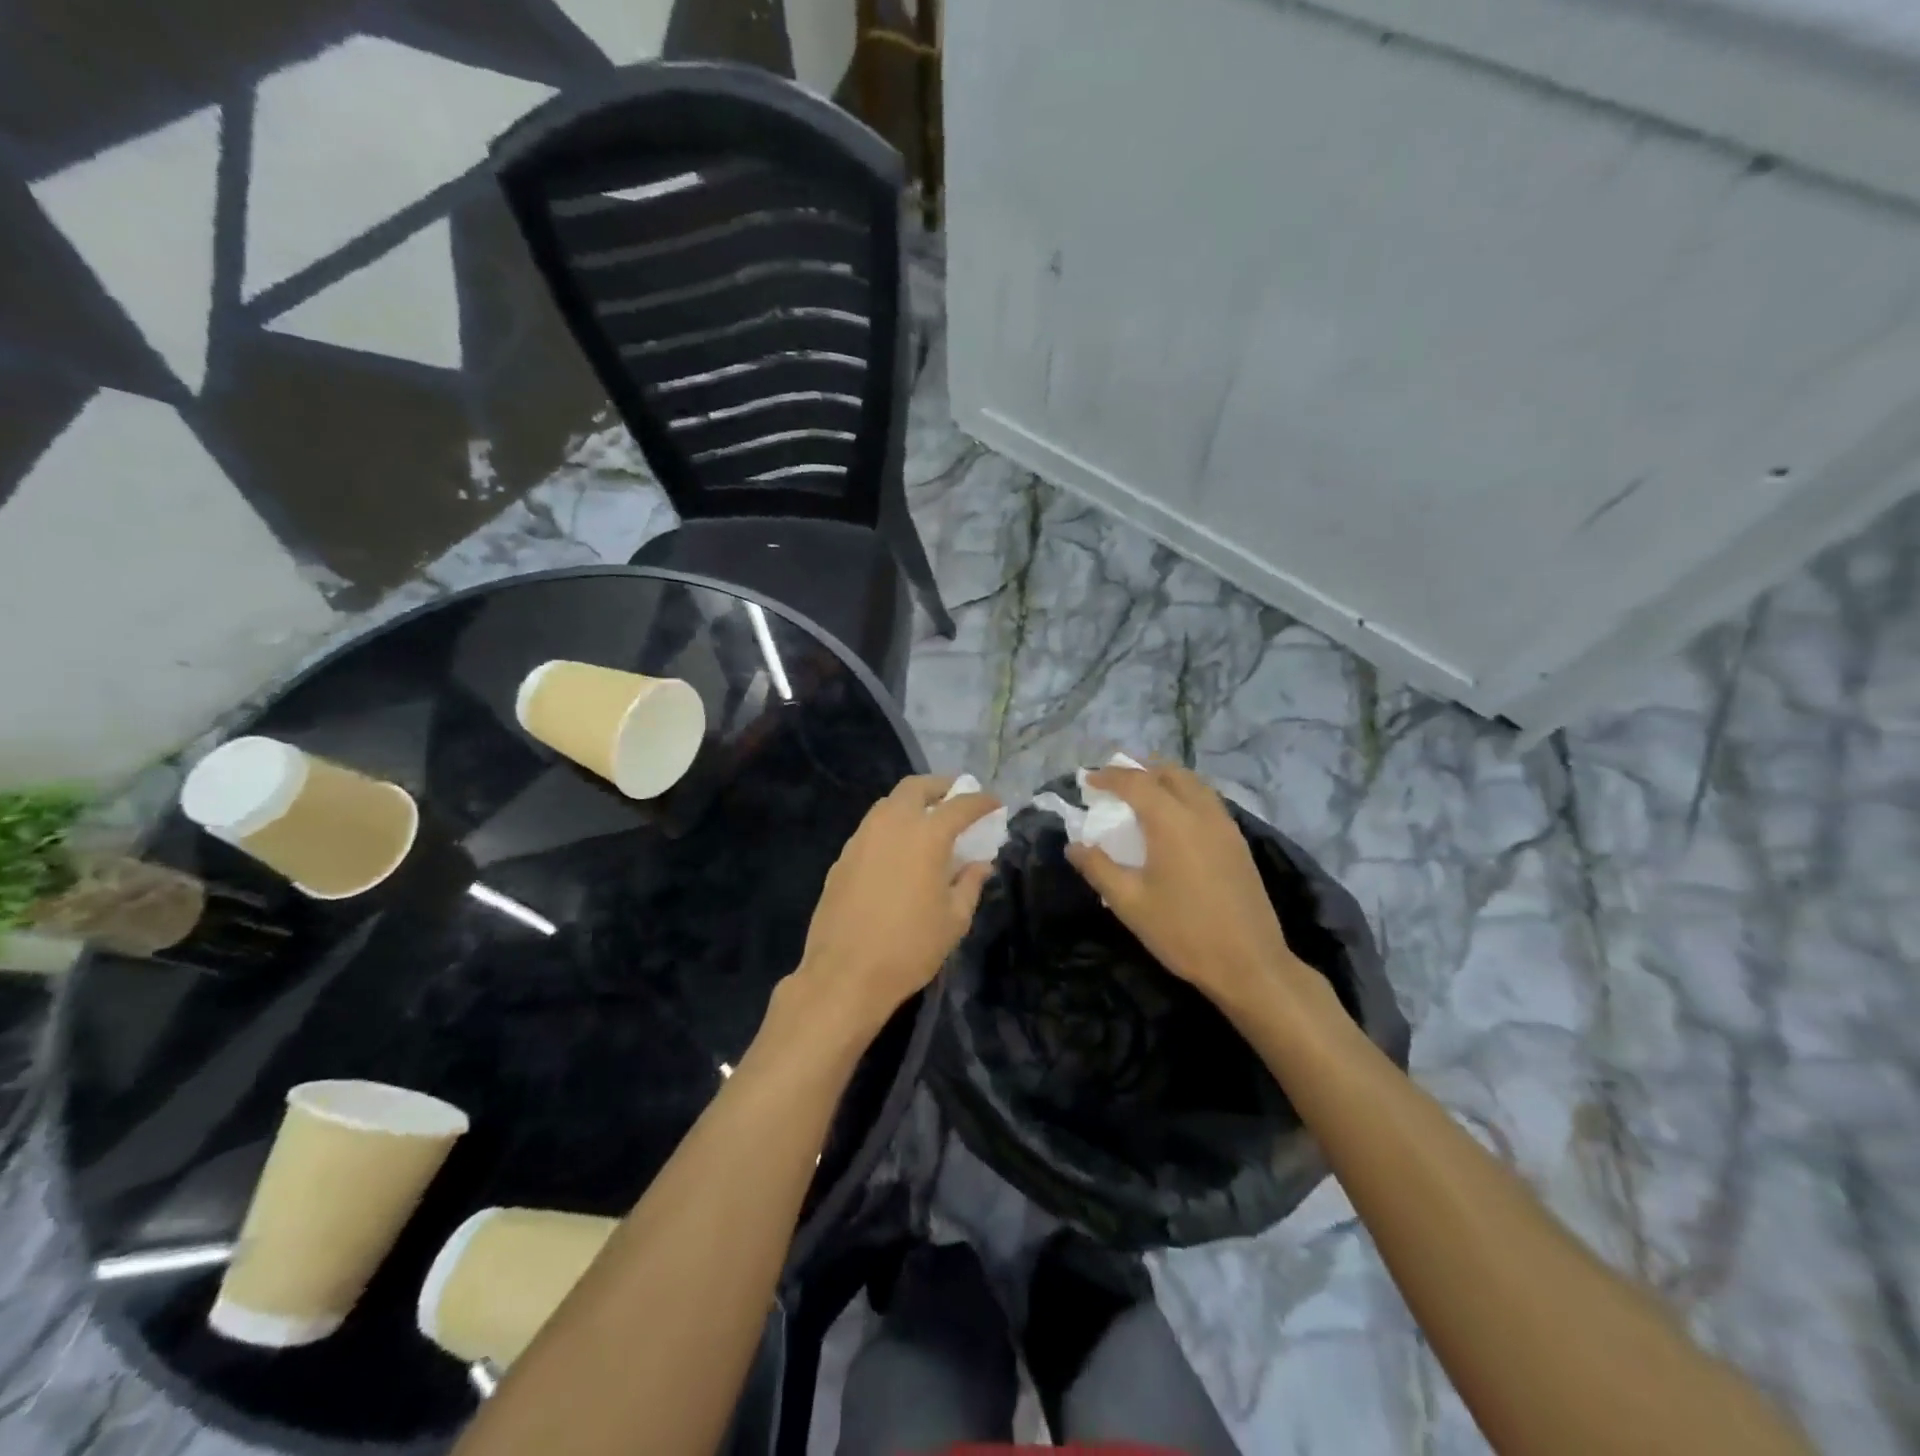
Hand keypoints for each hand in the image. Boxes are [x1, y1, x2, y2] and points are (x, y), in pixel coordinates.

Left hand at [790, 774, 1001, 1035]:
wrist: (845, 974)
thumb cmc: (910, 948)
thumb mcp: (954, 920)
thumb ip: (970, 884)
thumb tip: (979, 864)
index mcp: (926, 836)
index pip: (960, 805)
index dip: (981, 801)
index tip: (995, 804)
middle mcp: (892, 825)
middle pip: (916, 787)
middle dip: (940, 787)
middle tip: (956, 799)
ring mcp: (861, 838)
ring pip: (889, 803)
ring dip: (912, 803)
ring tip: (928, 822)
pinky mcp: (842, 857)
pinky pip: (871, 827)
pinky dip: (891, 826)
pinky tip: (898, 851)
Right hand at [1067, 763, 1312, 1016]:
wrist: (1249, 964)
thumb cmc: (1182, 931)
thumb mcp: (1129, 903)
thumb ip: (1098, 868)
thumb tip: (1074, 846)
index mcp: (1171, 821)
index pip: (1136, 783)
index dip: (1109, 777)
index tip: (1088, 781)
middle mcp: (1201, 812)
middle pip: (1170, 773)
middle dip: (1140, 769)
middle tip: (1115, 780)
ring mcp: (1225, 826)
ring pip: (1194, 784)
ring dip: (1165, 779)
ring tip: (1144, 792)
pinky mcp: (1238, 843)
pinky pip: (1208, 801)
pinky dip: (1185, 794)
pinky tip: (1175, 818)